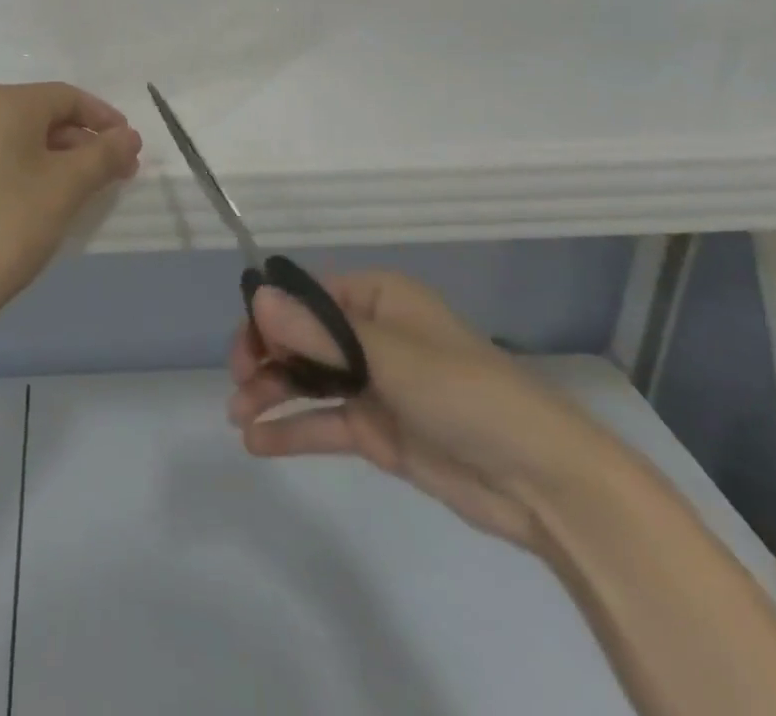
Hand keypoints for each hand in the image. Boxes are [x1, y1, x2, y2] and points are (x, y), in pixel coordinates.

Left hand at [0, 82, 141, 326]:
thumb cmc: (10, 224)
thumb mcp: (67, 187)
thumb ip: (104, 154)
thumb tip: (130, 136)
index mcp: (6, 102)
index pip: (68, 97)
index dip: (105, 120)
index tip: (132, 149)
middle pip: (45, 115)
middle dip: (86, 142)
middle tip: (118, 173)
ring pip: (24, 138)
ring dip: (62, 158)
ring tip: (89, 189)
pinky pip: (2, 156)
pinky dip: (33, 168)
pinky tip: (49, 198)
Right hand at [228, 271, 616, 552]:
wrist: (538, 479)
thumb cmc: (462, 391)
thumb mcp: (386, 355)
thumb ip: (317, 332)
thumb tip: (257, 297)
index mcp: (376, 298)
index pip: (307, 296)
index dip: (271, 314)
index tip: (247, 344)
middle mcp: (369, 334)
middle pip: (300, 336)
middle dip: (264, 355)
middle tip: (237, 381)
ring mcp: (372, 383)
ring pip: (306, 379)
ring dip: (270, 392)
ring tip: (238, 416)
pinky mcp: (376, 430)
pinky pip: (323, 421)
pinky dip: (290, 429)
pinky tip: (257, 441)